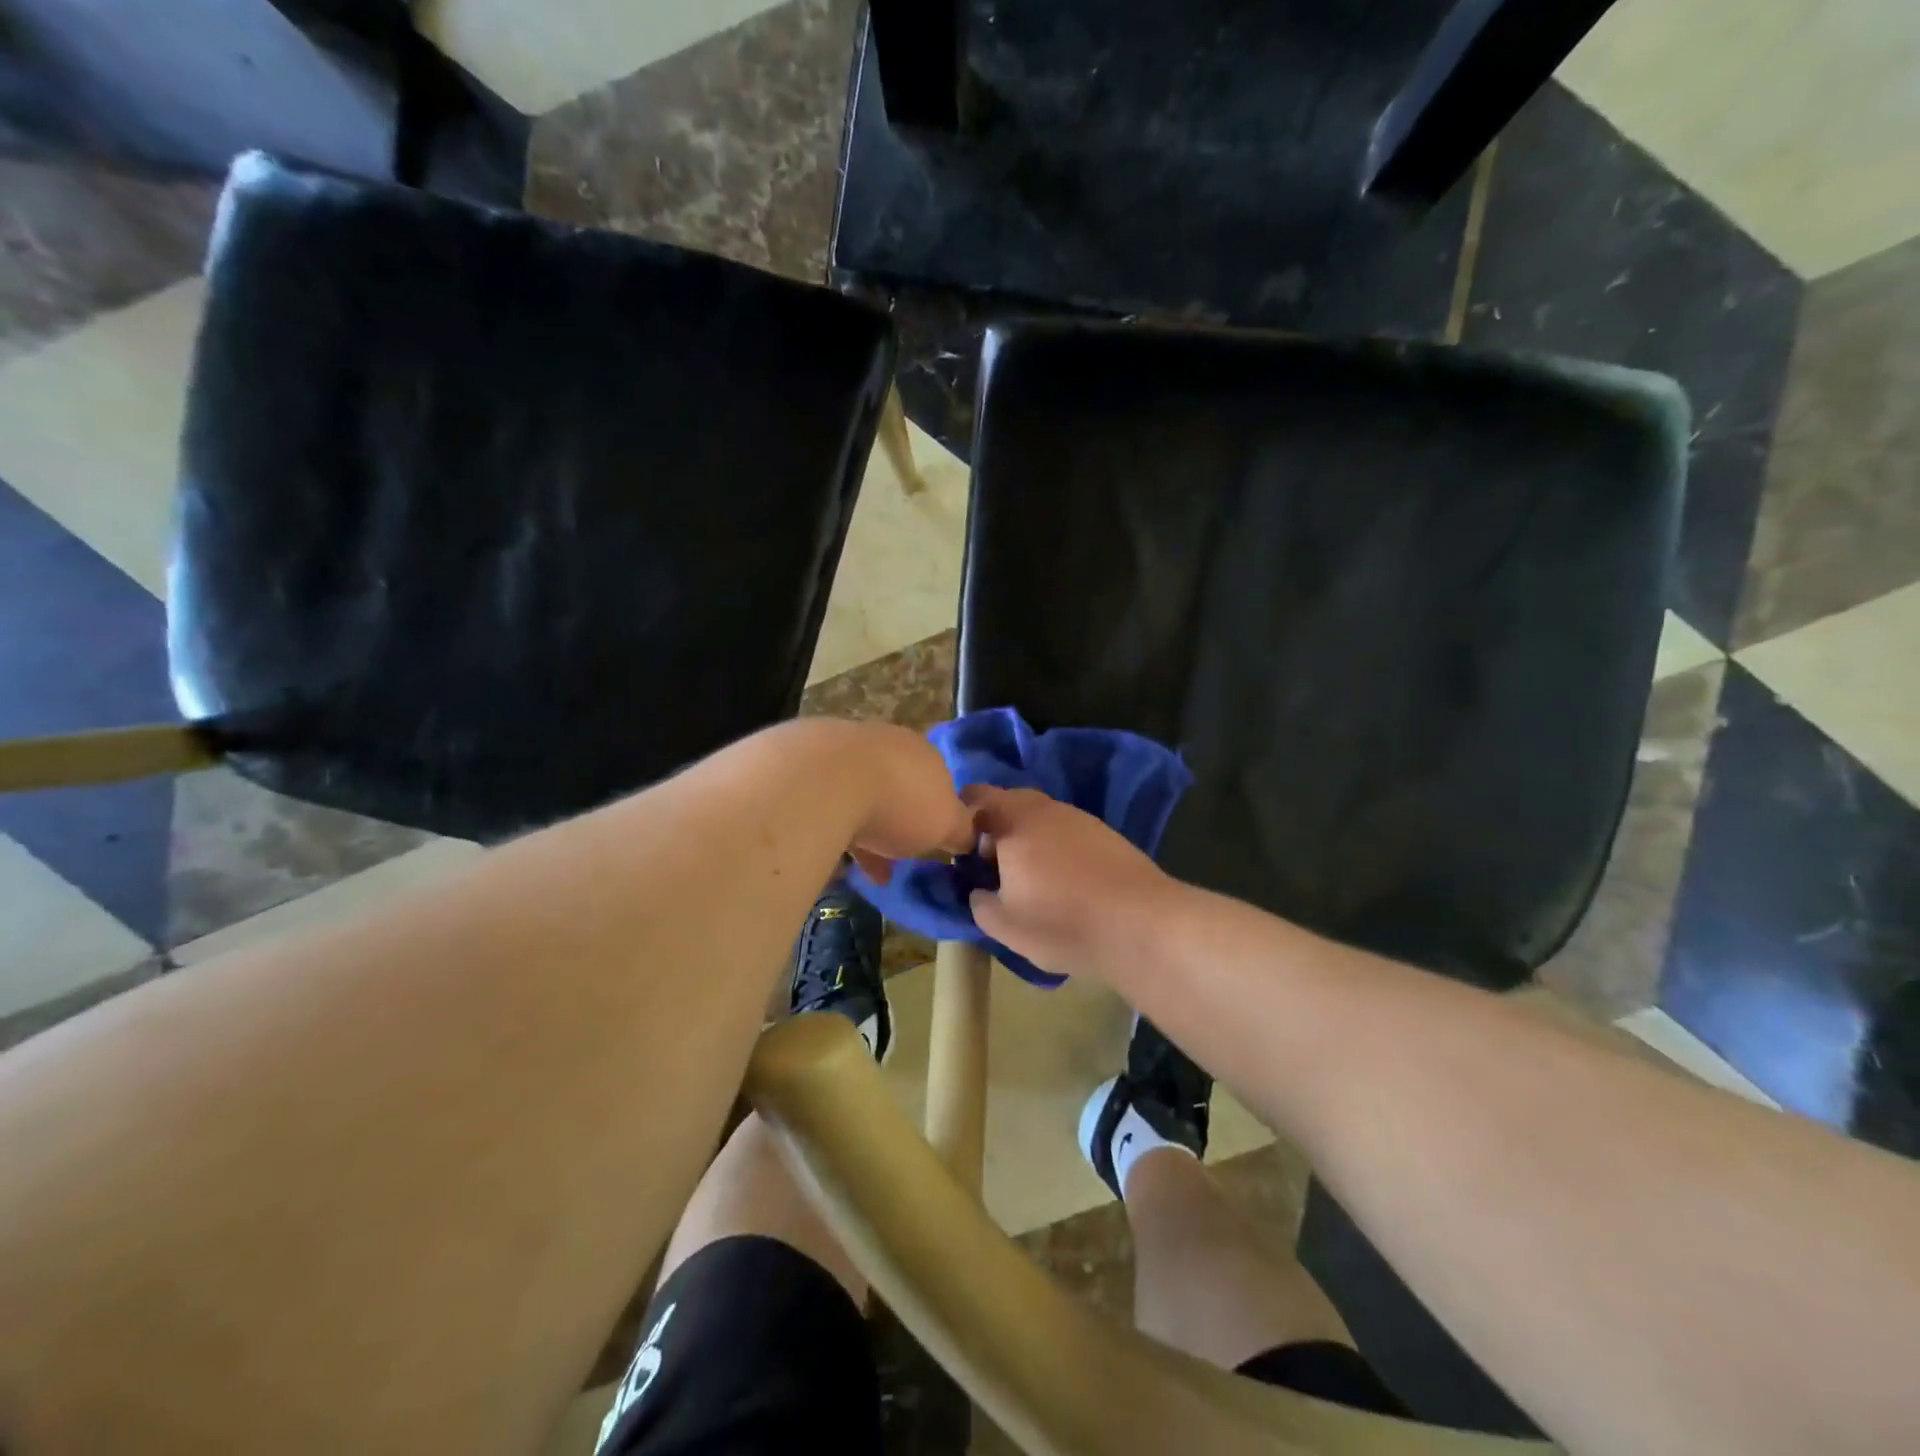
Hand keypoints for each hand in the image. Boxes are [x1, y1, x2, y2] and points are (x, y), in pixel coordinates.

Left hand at [794, 720, 973, 880]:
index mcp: (924, 752)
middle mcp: (886, 743)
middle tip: (895, 858)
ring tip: (862, 869)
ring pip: (858, 794)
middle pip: (897, 786)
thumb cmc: (900, 802)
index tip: (931, 843)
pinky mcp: (804, 764)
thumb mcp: (947, 825)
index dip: (936, 814)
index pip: (939, 781)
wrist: (825, 780)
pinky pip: (825, 802)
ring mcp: (842, 749)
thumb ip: (962, 830)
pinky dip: (832, 827)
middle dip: (896, 822)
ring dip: (863, 829)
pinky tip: (831, 856)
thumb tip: (970, 836)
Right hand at [963, 784, 1177, 980]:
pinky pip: (1065, 830)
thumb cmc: (1063, 922)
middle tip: (992, 868)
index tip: (961, 854)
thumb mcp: (1004, 926)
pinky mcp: (1105, 833)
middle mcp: (1045, 808)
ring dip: (1026, 839)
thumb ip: (979, 902)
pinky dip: (1054, 847)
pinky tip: (1063, 882)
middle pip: (1008, 804)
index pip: (975, 797)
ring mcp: (1079, 817)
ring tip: (1030, 880)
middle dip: (994, 830)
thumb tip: (980, 891)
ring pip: (1039, 817)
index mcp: (1014, 821)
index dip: (960, 821)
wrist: (1144, 924)